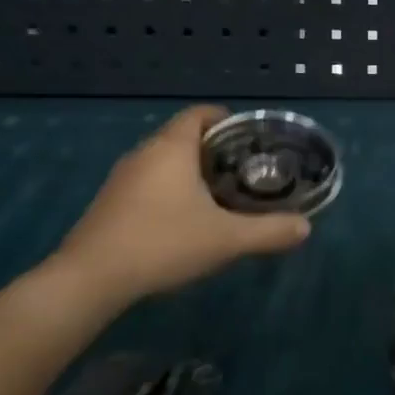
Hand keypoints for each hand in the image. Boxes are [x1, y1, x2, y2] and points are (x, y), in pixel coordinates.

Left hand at [47, 105, 310, 313]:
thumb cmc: (162, 243)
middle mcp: (144, 153)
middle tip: (245, 169)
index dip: (227, 119)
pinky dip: (170, 190)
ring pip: (164, 161)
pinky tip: (185, 220)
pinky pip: (148, 183)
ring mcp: (121, 179)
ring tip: (221, 195)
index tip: (250, 138)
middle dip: (215, 148)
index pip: (200, 114)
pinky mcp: (109, 204)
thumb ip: (270, 231)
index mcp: (171, 148)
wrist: (89, 281)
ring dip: (191, 171)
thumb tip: (305, 227)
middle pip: (183, 136)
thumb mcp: (226, 239)